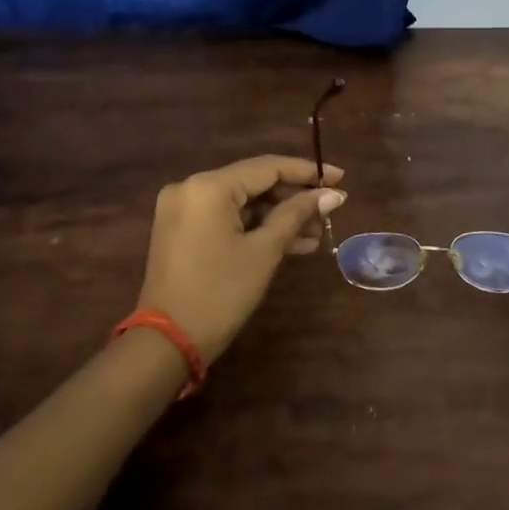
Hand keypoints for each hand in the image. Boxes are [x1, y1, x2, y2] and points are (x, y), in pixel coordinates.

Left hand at [137, 156, 346, 363]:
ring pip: (242, 203)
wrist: (168, 342)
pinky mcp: (183, 230)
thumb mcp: (264, 251)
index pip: (267, 167)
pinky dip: (256, 228)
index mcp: (208, 186)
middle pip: (254, 183)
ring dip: (278, 216)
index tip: (340, 177)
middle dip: (294, 198)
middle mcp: (191, 188)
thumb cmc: (220, 292)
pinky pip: (227, 218)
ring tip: (317, 233)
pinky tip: (293, 242)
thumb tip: (331, 195)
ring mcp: (184, 210)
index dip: (307, 171)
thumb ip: (296, 215)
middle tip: (329, 212)